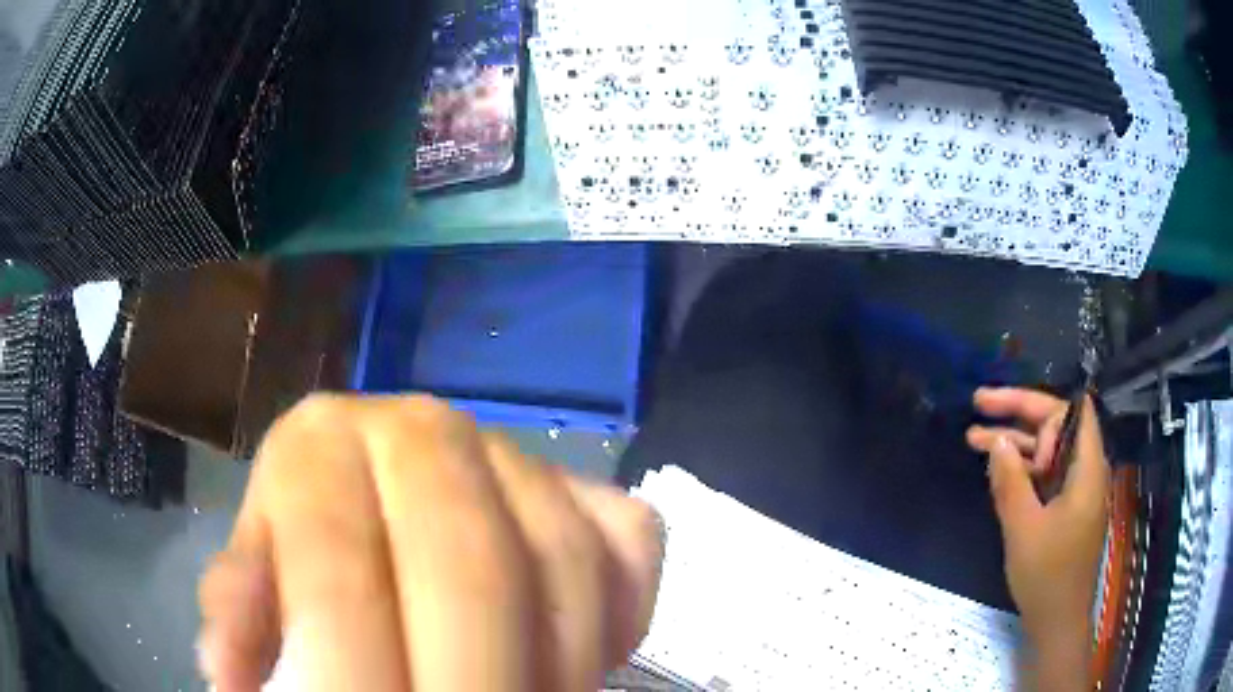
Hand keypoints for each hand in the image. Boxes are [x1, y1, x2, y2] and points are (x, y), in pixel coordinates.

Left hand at [198, 395, 663, 691]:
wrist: (373, 480)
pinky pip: (632, 552)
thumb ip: (241, 614)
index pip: (339, 574)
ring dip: (552, 669)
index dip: (354, 673)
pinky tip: (582, 665)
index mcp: (319, 444)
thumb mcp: (252, 578)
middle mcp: (424, 427)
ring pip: (565, 567)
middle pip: (471, 570)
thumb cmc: (303, 539)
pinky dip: (617, 623)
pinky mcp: (592, 486)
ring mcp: (519, 452)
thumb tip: (231, 675)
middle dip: (473, 678)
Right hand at [967, 388, 1108, 689]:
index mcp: (1086, 468)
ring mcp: (1074, 491)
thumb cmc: (1047, 576)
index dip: (1039, 402)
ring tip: (973, 438)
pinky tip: (995, 473)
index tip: (1002, 404)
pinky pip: (1043, 478)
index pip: (1072, 410)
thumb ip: (1011, 482)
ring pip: (1046, 452)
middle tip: (978, 405)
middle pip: (1056, 427)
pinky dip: (1020, 471)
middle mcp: (1084, 471)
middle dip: (1018, 415)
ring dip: (1014, 444)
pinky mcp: (1064, 510)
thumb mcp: (1023, 529)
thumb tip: (998, 441)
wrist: (1057, 622)